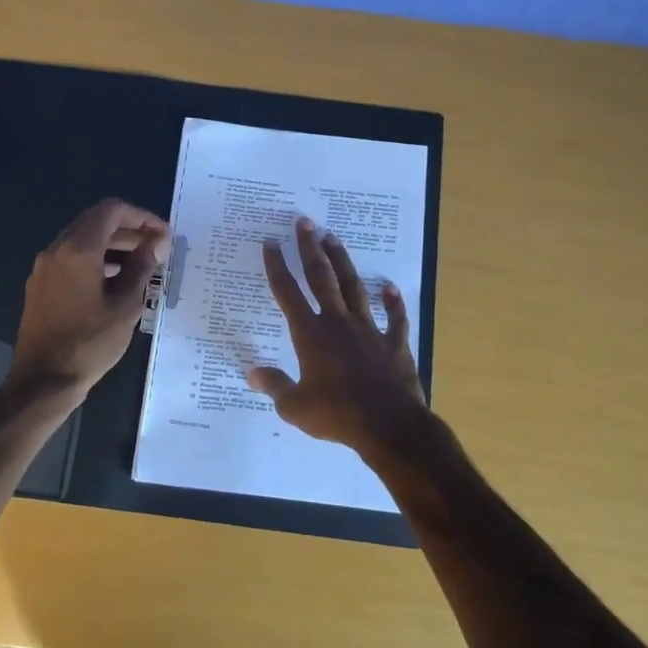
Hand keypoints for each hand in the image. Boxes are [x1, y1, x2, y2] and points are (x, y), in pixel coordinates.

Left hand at [10, 199, 168, 394]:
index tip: (163, 235)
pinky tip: (116, 281)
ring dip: (113, 245)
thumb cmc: (89, 343)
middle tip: (157, 248)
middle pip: (96, 221)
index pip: (112, 210)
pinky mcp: (41, 285)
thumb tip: (157, 243)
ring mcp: (45, 268)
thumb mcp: (125, 306)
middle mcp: (57, 250)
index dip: (142, 217)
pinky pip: (71, 258)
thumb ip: (142, 268)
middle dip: (129, 229)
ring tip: (142, 265)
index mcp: (78, 249)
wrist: (42, 382)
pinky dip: (96, 259)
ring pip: (83, 240)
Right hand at [247, 217, 444, 467]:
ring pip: (354, 288)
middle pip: (322, 278)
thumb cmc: (337, 415)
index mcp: (311, 335)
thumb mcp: (295, 407)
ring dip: (343, 262)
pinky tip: (388, 287)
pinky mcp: (394, 343)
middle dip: (310, 249)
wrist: (388, 425)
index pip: (288, 294)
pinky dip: (392, 302)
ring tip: (333, 238)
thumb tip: (252, 373)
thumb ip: (274, 386)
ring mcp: (369, 330)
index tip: (271, 243)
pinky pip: (394, 318)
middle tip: (304, 222)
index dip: (277, 267)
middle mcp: (338, 323)